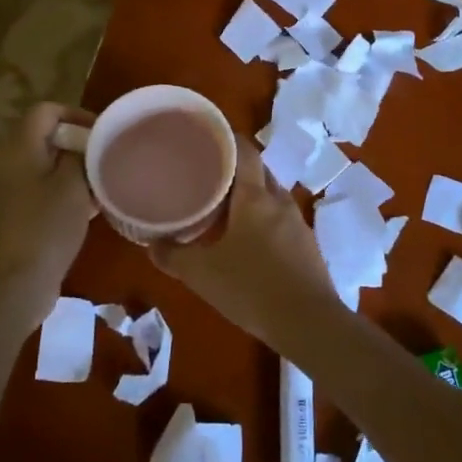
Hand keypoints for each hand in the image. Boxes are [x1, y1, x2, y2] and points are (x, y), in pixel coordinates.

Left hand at [0, 103, 97, 319]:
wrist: (21, 279)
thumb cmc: (48, 225)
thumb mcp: (74, 183)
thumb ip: (84, 154)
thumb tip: (90, 141)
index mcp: (21, 148)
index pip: (46, 110)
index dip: (75, 114)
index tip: (102, 133)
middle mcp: (12, 162)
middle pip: (48, 137)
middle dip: (80, 144)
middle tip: (108, 157)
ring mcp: (13, 190)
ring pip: (50, 165)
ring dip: (76, 169)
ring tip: (105, 183)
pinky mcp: (20, 213)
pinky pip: (47, 189)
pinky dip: (68, 190)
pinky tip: (92, 207)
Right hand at [152, 136, 336, 345]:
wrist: (308, 322)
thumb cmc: (251, 288)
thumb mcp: (201, 274)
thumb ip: (173, 256)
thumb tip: (152, 244)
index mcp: (255, 197)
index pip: (245, 151)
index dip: (228, 139)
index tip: (208, 138)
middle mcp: (279, 201)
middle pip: (259, 171)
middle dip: (236, 169)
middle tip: (208, 175)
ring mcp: (298, 223)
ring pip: (271, 196)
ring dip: (251, 196)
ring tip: (224, 208)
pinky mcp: (308, 245)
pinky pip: (281, 219)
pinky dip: (264, 219)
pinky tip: (249, 240)